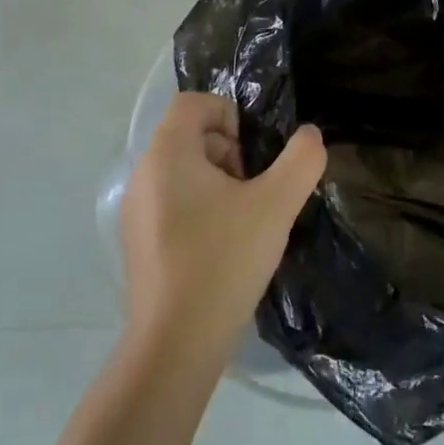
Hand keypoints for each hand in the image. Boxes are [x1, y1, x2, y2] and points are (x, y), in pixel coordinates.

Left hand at [118, 92, 326, 371]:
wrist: (176, 342)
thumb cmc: (223, 259)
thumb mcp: (276, 205)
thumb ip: (300, 160)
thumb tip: (309, 135)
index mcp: (167, 153)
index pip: (193, 102)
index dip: (229, 113)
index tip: (254, 152)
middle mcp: (142, 173)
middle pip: (188, 136)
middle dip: (228, 151)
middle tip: (255, 189)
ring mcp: (134, 210)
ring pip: (181, 171)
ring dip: (217, 182)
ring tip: (243, 220)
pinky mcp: (137, 242)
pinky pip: (170, 203)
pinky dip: (199, 209)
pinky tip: (222, 248)